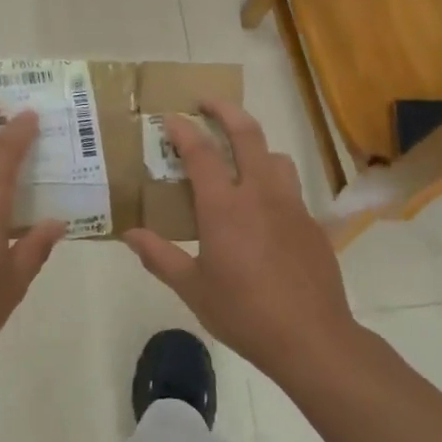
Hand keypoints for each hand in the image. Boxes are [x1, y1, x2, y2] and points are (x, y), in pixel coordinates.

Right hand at [124, 98, 355, 380]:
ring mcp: (291, 206)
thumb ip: (159, 256)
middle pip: (247, 134)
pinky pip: (291, 187)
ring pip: (275, 156)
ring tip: (239, 155)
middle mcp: (260, 194)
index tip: (170, 118)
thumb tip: (129, 235)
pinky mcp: (312, 223)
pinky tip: (264, 207)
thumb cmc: (244, 312)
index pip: (201, 153)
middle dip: (225, 110)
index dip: (184, 130)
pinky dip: (272, 180)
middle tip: (206, 102)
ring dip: (255, 145)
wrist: (312, 338)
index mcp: (224, 207)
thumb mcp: (192, 288)